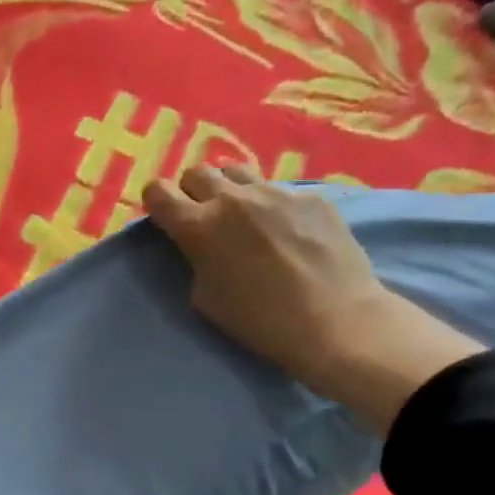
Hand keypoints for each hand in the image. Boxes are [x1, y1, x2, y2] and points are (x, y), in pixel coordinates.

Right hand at [144, 167, 483, 431]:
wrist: (336, 322)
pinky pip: (280, 191)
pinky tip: (291, 233)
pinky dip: (274, 207)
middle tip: (206, 217)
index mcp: (198, 226)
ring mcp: (275, 192)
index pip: (158, 191)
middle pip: (197, 172)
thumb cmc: (260, 321)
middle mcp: (232, 199)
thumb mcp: (205, 297)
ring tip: (246, 217)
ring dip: (231, 190)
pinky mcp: (311, 197)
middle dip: (194, 192)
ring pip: (237, 172)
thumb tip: (201, 245)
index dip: (157, 202)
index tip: (166, 218)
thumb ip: (195, 259)